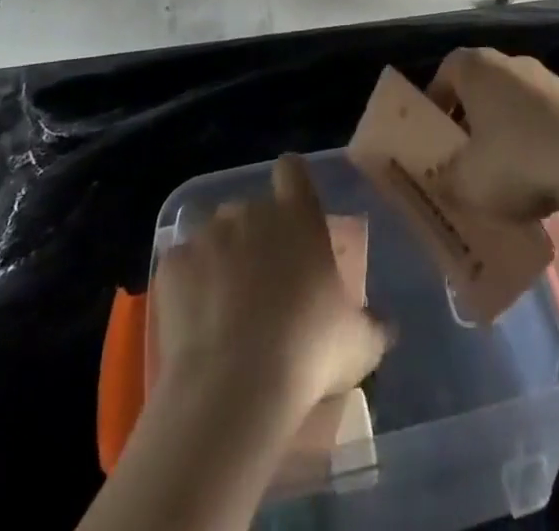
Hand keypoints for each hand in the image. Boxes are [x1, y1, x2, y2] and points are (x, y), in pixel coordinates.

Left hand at [152, 156, 388, 416]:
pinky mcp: (172, 264)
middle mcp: (251, 212)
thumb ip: (373, 324)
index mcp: (298, 215)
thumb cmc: (308, 351)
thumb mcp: (359, 343)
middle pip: (251, 208)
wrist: (234, 387)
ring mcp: (208, 235)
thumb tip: (386, 326)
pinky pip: (182, 265)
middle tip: (263, 281)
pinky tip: (196, 321)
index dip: (292, 183)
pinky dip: (188, 285)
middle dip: (255, 235)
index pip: (292, 171)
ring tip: (224, 305)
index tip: (293, 207)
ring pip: (214, 234)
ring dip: (220, 258)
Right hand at [427, 48, 558, 221]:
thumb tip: (440, 178)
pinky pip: (546, 119)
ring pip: (515, 102)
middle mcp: (512, 62)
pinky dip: (538, 140)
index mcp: (478, 68)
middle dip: (472, 117)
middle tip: (466, 154)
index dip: (437, 100)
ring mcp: (550, 80)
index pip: (446, 70)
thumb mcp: (467, 182)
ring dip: (507, 130)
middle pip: (482, 85)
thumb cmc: (518, 162)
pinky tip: (541, 175)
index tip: (436, 132)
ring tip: (505, 172)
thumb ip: (445, 178)